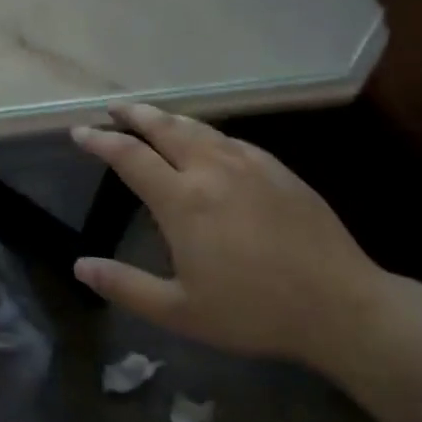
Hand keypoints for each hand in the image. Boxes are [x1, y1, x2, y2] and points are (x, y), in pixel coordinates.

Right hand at [70, 103, 382, 365]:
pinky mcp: (277, 169)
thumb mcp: (180, 311)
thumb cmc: (254, 312)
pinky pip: (230, 139)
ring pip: (198, 128)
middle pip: (163, 127)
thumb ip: (125, 286)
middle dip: (134, 115)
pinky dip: (204, 133)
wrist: (341, 306)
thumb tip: (80, 266)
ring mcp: (248, 164)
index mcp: (182, 201)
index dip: (101, 141)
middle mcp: (210, 170)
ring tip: (151, 117)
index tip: (80, 132)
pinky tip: (206, 141)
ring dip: (168, 118)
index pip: (129, 156)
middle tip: (114, 109)